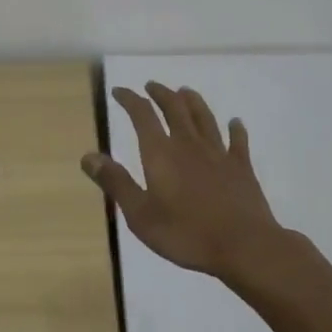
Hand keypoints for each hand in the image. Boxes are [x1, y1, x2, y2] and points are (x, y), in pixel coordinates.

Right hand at [81, 83, 282, 280]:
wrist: (243, 246)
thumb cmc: (186, 233)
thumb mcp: (140, 214)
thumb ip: (116, 183)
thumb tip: (88, 156)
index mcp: (161, 153)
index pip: (142, 115)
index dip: (130, 99)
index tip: (120, 91)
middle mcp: (189, 144)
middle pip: (175, 108)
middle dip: (161, 94)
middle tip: (152, 86)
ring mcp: (218, 153)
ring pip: (204, 118)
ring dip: (193, 102)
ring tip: (185, 91)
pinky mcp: (241, 167)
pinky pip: (237, 141)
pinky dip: (235, 129)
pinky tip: (235, 123)